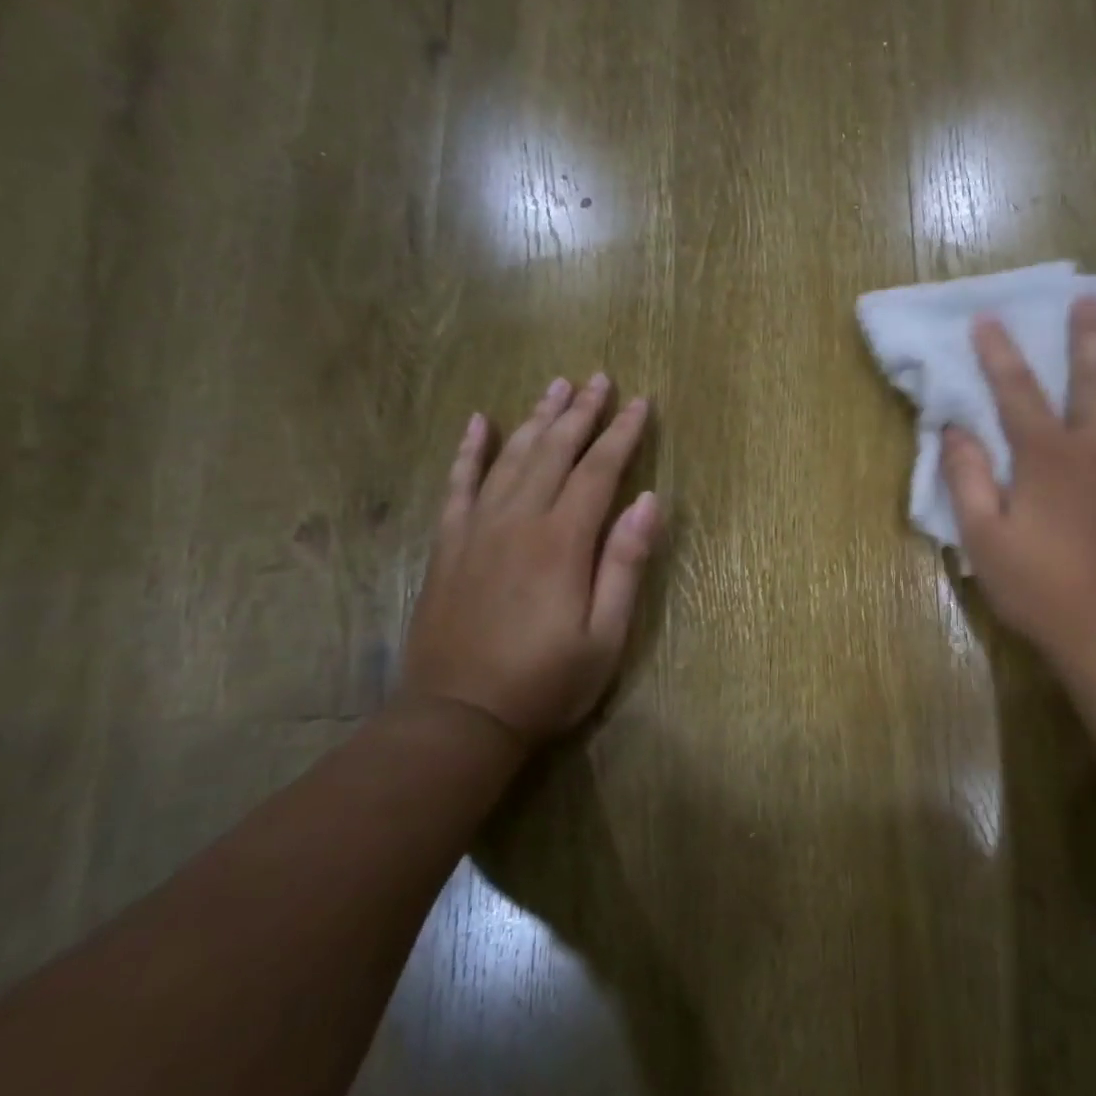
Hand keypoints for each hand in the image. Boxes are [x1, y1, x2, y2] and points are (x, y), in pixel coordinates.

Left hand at [402, 375, 660, 744]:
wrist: (458, 718)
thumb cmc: (545, 683)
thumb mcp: (605, 636)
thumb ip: (625, 565)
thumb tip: (648, 502)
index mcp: (562, 542)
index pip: (599, 471)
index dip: (622, 434)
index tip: (640, 402)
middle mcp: (518, 521)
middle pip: (554, 452)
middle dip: (581, 412)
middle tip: (599, 378)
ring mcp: (476, 529)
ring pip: (510, 457)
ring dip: (536, 418)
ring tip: (555, 386)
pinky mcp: (448, 544)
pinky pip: (458, 484)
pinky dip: (470, 451)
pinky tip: (479, 422)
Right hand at [941, 298, 1095, 683]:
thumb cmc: (1043, 591)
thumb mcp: (984, 540)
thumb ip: (967, 479)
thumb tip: (953, 430)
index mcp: (1048, 456)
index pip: (1016, 391)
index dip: (999, 353)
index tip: (988, 318)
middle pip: (1094, 379)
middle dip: (1088, 337)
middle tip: (1091, 299)